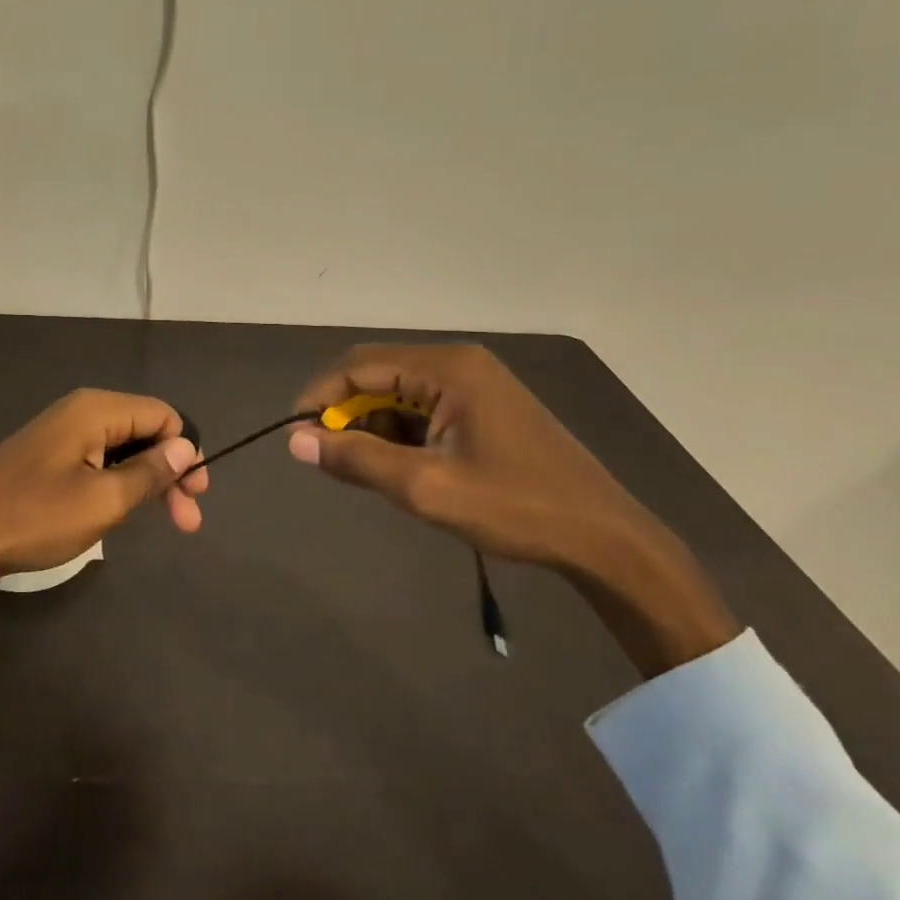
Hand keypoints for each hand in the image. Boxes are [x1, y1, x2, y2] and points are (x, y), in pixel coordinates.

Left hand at [0, 390, 206, 629]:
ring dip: (147, 480)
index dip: (187, 451)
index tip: (196, 496)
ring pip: (122, 446)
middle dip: (170, 471)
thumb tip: (186, 447)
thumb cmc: (35, 517)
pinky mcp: (47, 453)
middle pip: (144, 429)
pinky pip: (98, 457)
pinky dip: (118, 480)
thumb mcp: (103, 500)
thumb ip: (150, 471)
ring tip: (162, 520)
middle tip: (187, 521)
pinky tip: (121, 508)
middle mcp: (80, 409)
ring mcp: (61, 431)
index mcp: (96, 410)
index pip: (163, 415)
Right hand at [288, 344, 739, 676]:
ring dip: (375, 428)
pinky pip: (424, 408)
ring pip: (399, 393)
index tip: (295, 435)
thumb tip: (295, 440)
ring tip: (373, 473)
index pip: (359, 366)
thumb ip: (357, 459)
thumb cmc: (515, 507)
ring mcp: (475, 383)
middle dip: (348, 415)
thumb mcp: (426, 487)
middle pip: (378, 375)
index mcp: (447, 368)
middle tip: (331, 460)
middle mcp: (459, 362)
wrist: (604, 537)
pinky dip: (402, 434)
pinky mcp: (484, 406)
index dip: (320, 397)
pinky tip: (406, 469)